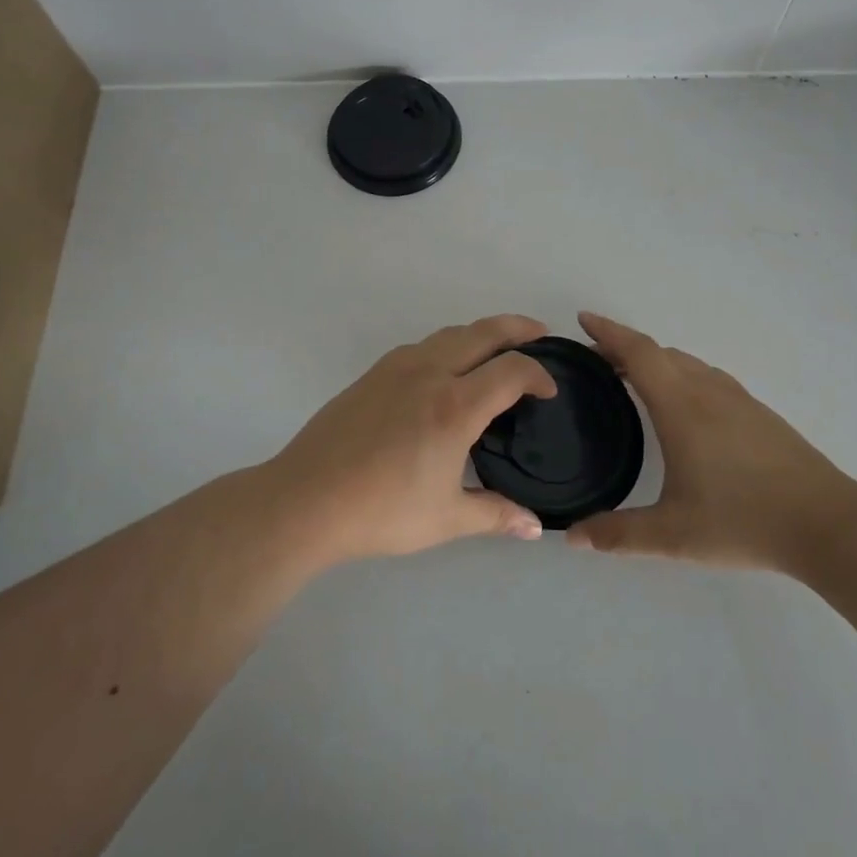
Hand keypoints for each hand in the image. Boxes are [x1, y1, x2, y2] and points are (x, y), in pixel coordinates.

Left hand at [266, 315, 557, 560]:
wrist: (307, 499)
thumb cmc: (382, 510)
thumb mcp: (446, 519)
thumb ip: (496, 515)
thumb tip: (535, 528)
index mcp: (456, 406)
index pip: (512, 370)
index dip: (539, 374)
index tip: (549, 391)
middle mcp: (430, 373)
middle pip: (484, 332)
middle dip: (518, 328)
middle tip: (539, 334)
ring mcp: (397, 368)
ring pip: (450, 333)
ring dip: (481, 333)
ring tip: (496, 351)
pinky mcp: (373, 373)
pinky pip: (422, 345)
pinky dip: (448, 345)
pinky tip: (445, 370)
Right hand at [567, 312, 856, 574]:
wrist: (827, 524)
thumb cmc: (744, 521)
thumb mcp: (673, 535)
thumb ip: (618, 535)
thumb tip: (571, 536)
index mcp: (681, 407)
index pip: (638, 352)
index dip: (608, 332)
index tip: (582, 320)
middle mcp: (708, 392)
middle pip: (660, 353)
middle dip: (624, 349)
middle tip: (596, 362)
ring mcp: (738, 400)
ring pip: (687, 363)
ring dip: (655, 362)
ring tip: (632, 380)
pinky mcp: (759, 414)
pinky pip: (708, 378)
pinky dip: (681, 375)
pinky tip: (684, 407)